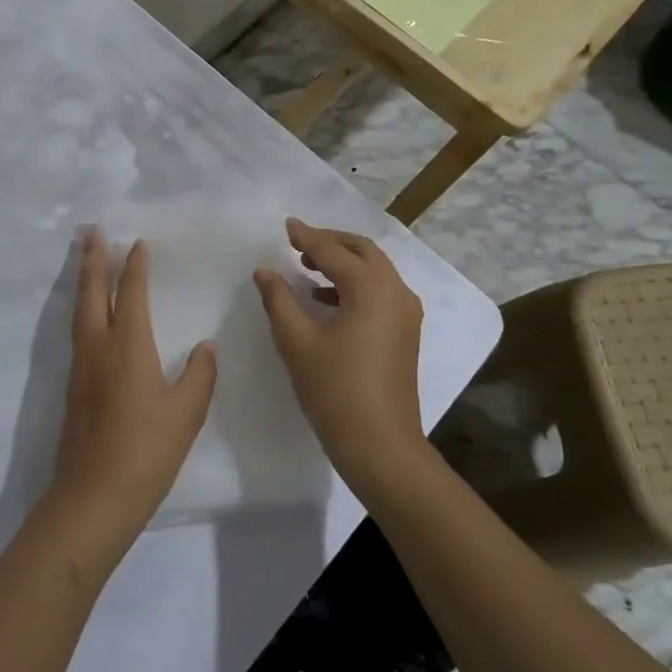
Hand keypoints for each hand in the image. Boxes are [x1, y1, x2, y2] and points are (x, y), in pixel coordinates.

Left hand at [48, 229, 216, 544]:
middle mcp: (98, 347)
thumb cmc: (146, 452)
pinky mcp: (72, 387)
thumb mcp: (186, 414)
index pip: (130, 294)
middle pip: (91, 292)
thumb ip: (198, 374)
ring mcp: (80, 367)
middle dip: (92, 259)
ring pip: (78, 311)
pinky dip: (82, 310)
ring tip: (86, 261)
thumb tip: (205, 346)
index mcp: (128, 347)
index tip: (137, 243)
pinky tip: (89, 317)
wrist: (93, 496)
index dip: (134, 267)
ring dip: (82, 281)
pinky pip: (76, 333)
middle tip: (91, 231)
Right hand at [253, 218, 427, 496]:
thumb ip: (279, 299)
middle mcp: (396, 292)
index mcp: (371, 289)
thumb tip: (265, 271)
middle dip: (331, 242)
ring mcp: (406, 313)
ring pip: (375, 270)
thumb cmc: (334, 391)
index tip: (286, 226)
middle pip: (363, 251)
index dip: (307, 237)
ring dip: (343, 262)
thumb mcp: (297, 342)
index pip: (334, 251)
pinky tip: (326, 299)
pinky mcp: (406, 332)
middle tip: (298, 242)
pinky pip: (380, 291)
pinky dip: (355, 284)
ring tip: (307, 266)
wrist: (381, 446)